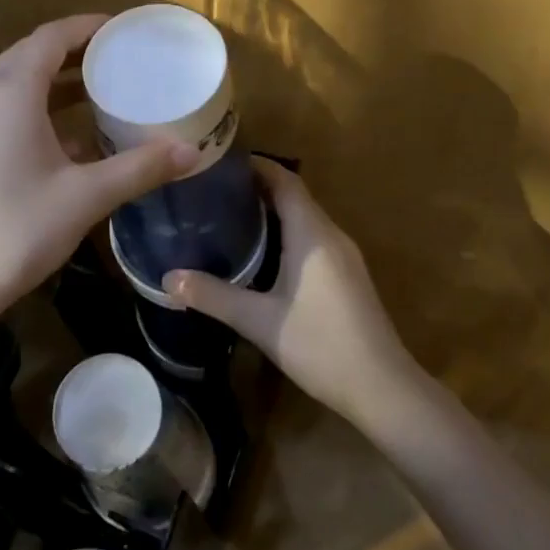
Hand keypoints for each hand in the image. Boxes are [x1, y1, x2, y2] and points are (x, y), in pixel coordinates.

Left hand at [0, 15, 197, 328]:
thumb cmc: (15, 229)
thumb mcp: (86, 196)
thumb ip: (140, 168)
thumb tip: (192, 151)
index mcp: (10, 90)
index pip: (52, 36)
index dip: (88, 27)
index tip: (124, 29)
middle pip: (31, 55)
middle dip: (76, 53)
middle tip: (120, 60)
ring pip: (14, 84)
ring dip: (55, 83)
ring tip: (99, 93)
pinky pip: (1, 109)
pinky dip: (36, 109)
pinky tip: (65, 139)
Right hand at [163, 161, 420, 423]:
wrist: (382, 388)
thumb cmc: (320, 345)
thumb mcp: (259, 321)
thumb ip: (213, 296)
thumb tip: (167, 279)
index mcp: (313, 235)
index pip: (285, 180)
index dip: (256, 165)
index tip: (220, 161)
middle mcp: (331, 236)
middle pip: (295, 195)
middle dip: (257, 186)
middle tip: (214, 188)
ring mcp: (344, 256)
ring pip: (305, 218)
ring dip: (273, 209)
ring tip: (230, 213)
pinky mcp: (347, 276)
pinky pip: (313, 238)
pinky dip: (286, 231)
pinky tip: (262, 252)